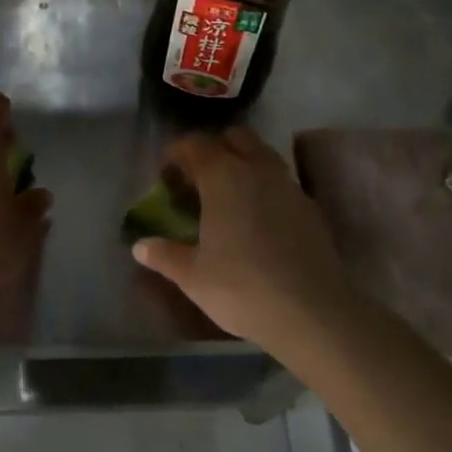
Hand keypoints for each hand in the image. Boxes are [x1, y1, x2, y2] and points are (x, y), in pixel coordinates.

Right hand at [130, 127, 361, 351]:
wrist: (311, 313)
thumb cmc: (241, 287)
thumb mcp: (192, 275)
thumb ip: (164, 255)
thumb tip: (140, 247)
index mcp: (224, 176)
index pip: (195, 144)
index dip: (176, 154)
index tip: (164, 177)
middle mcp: (258, 169)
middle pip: (235, 137)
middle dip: (214, 150)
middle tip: (198, 181)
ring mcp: (290, 186)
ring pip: (263, 156)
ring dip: (243, 166)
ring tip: (228, 199)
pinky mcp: (311, 208)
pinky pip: (282, 183)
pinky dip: (266, 189)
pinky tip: (258, 221)